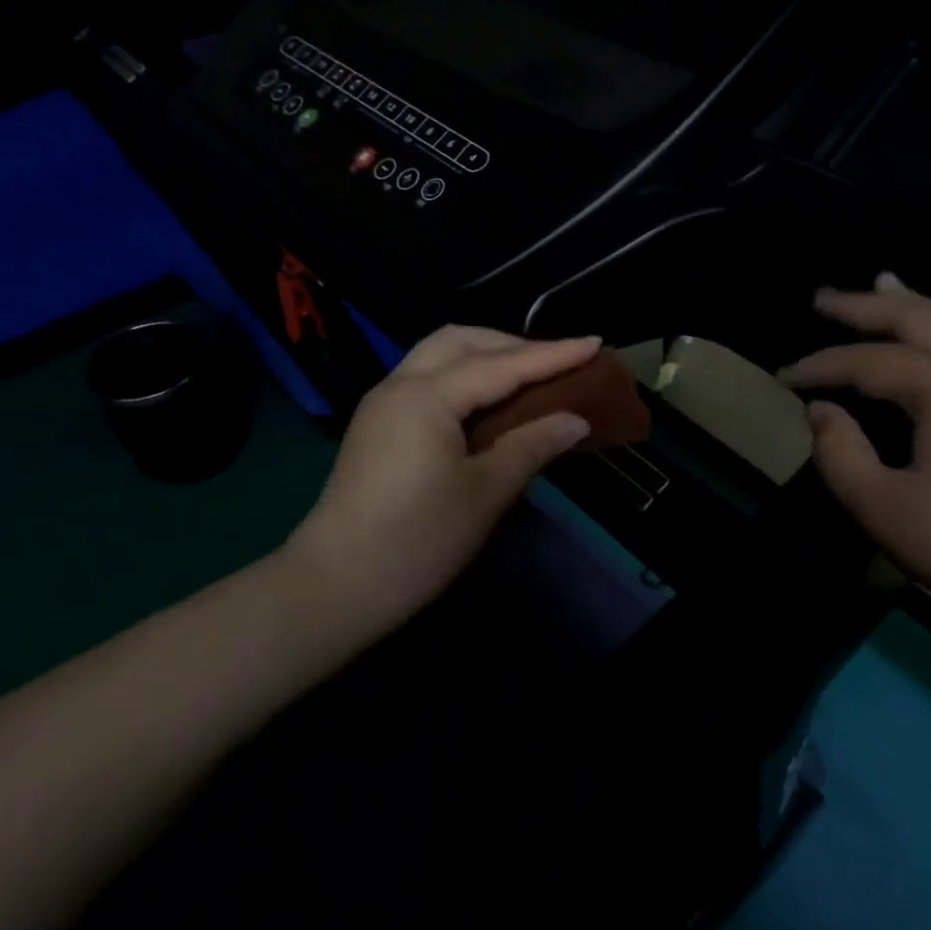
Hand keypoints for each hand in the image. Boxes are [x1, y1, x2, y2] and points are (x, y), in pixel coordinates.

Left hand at [283, 326, 599, 636]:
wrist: (334, 587)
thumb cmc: (417, 541)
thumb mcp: (484, 494)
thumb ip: (531, 446)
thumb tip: (576, 420)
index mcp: (427, 396)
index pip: (501, 364)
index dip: (552, 354)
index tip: (596, 342)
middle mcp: (400, 384)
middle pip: (462, 341)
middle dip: (514, 344)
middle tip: (559, 362)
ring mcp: (382, 404)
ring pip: (439, 355)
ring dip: (486, 355)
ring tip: (529, 376)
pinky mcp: (377, 425)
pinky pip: (427, 379)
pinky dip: (464, 377)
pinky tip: (489, 402)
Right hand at [782, 277, 930, 662]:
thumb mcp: (884, 510)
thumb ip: (840, 454)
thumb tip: (821, 410)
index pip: (867, 362)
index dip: (820, 366)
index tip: (784, 376)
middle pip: (915, 321)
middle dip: (862, 308)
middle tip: (821, 299)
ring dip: (916, 303)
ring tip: (883, 280)